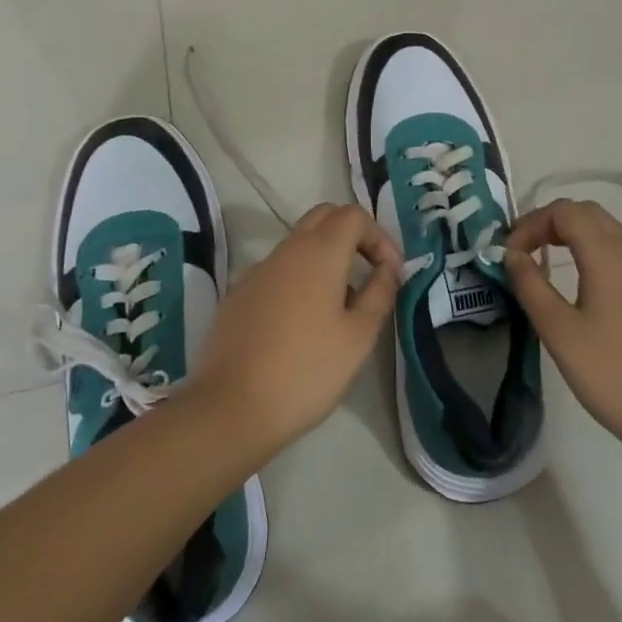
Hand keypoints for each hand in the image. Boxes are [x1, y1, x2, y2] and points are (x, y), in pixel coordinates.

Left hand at [188, 203, 401, 460]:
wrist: (231, 407)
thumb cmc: (306, 371)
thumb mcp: (358, 337)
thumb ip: (379, 294)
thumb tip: (387, 270)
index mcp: (320, 252)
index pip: (354, 215)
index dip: (379, 236)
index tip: (390, 273)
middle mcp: (287, 249)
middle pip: (324, 216)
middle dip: (352, 236)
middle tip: (368, 273)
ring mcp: (258, 269)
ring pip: (299, 243)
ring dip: (325, 258)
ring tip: (339, 306)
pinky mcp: (240, 293)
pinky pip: (277, 270)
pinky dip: (298, 279)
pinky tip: (301, 323)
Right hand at [503, 200, 621, 468]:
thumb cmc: (612, 375)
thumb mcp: (559, 332)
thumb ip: (530, 285)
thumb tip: (511, 254)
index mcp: (608, 255)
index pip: (564, 212)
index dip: (531, 223)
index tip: (510, 254)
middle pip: (588, 212)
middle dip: (551, 222)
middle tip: (525, 250)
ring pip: (609, 229)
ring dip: (575, 233)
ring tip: (548, 260)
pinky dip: (596, 250)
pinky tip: (585, 283)